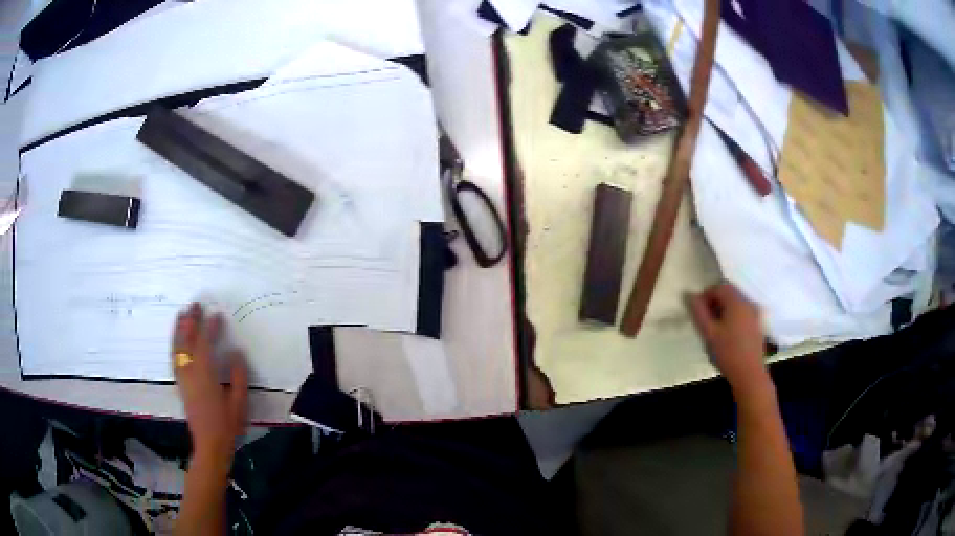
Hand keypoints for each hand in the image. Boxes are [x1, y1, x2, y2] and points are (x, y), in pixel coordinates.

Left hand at [172, 303, 247, 459]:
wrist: (210, 445)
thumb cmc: (227, 426)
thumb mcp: (239, 403)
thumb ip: (238, 377)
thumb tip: (236, 353)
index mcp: (205, 376)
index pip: (204, 345)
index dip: (210, 328)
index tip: (217, 315)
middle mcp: (190, 373)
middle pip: (187, 342)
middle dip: (190, 322)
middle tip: (195, 305)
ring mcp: (183, 379)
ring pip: (177, 348)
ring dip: (179, 329)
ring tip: (182, 314)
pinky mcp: (180, 384)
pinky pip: (174, 358)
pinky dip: (175, 344)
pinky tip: (178, 339)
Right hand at [686, 282, 769, 396]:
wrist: (750, 374)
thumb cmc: (727, 353)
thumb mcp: (709, 333)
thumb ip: (698, 312)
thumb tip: (689, 295)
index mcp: (737, 302)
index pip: (720, 286)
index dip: (707, 295)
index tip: (698, 311)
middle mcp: (748, 303)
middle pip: (730, 292)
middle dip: (715, 302)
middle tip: (705, 320)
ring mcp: (755, 313)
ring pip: (737, 303)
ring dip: (724, 310)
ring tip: (716, 329)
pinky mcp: (758, 324)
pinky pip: (743, 312)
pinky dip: (734, 317)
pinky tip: (728, 335)